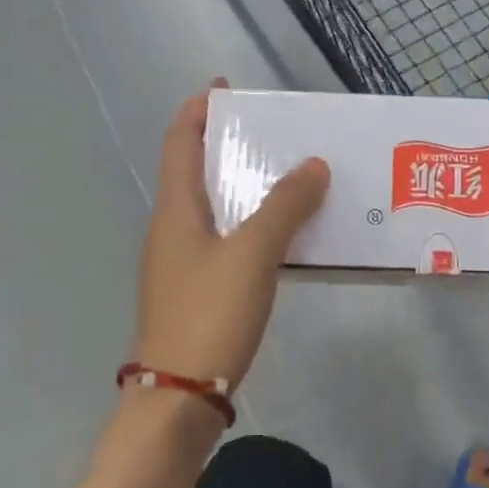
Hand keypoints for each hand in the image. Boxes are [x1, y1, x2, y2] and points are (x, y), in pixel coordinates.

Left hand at [129, 84, 329, 392]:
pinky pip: (227, 240)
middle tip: (276, 134)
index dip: (198, 110)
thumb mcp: (253, 253)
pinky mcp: (198, 291)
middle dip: (230, 146)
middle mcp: (173, 229)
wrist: (179, 399)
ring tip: (292, 178)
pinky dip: (253, 225)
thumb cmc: (210, 314)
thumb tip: (315, 165)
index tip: (225, 88)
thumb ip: (285, 206)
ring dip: (247, 188)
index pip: (180, 142)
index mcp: (175, 210)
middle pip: (197, 171)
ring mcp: (182, 263)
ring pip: (215, 208)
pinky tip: (286, 236)